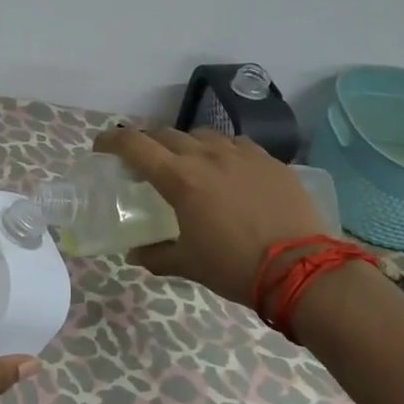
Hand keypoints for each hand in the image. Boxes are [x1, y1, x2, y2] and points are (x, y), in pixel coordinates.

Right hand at [93, 126, 329, 307]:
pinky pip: (237, 145)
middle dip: (147, 144)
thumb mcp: (189, 264)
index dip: (111, 141)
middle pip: (165, 134)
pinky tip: (228, 170)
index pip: (134, 145)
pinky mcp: (269, 160)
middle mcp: (206, 156)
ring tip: (188, 165)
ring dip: (185, 145)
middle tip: (142, 162)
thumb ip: (156, 255)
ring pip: (202, 135)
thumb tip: (135, 254)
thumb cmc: (235, 266)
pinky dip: (222, 152)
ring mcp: (241, 154)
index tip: (100, 147)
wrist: (303, 269)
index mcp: (180, 178)